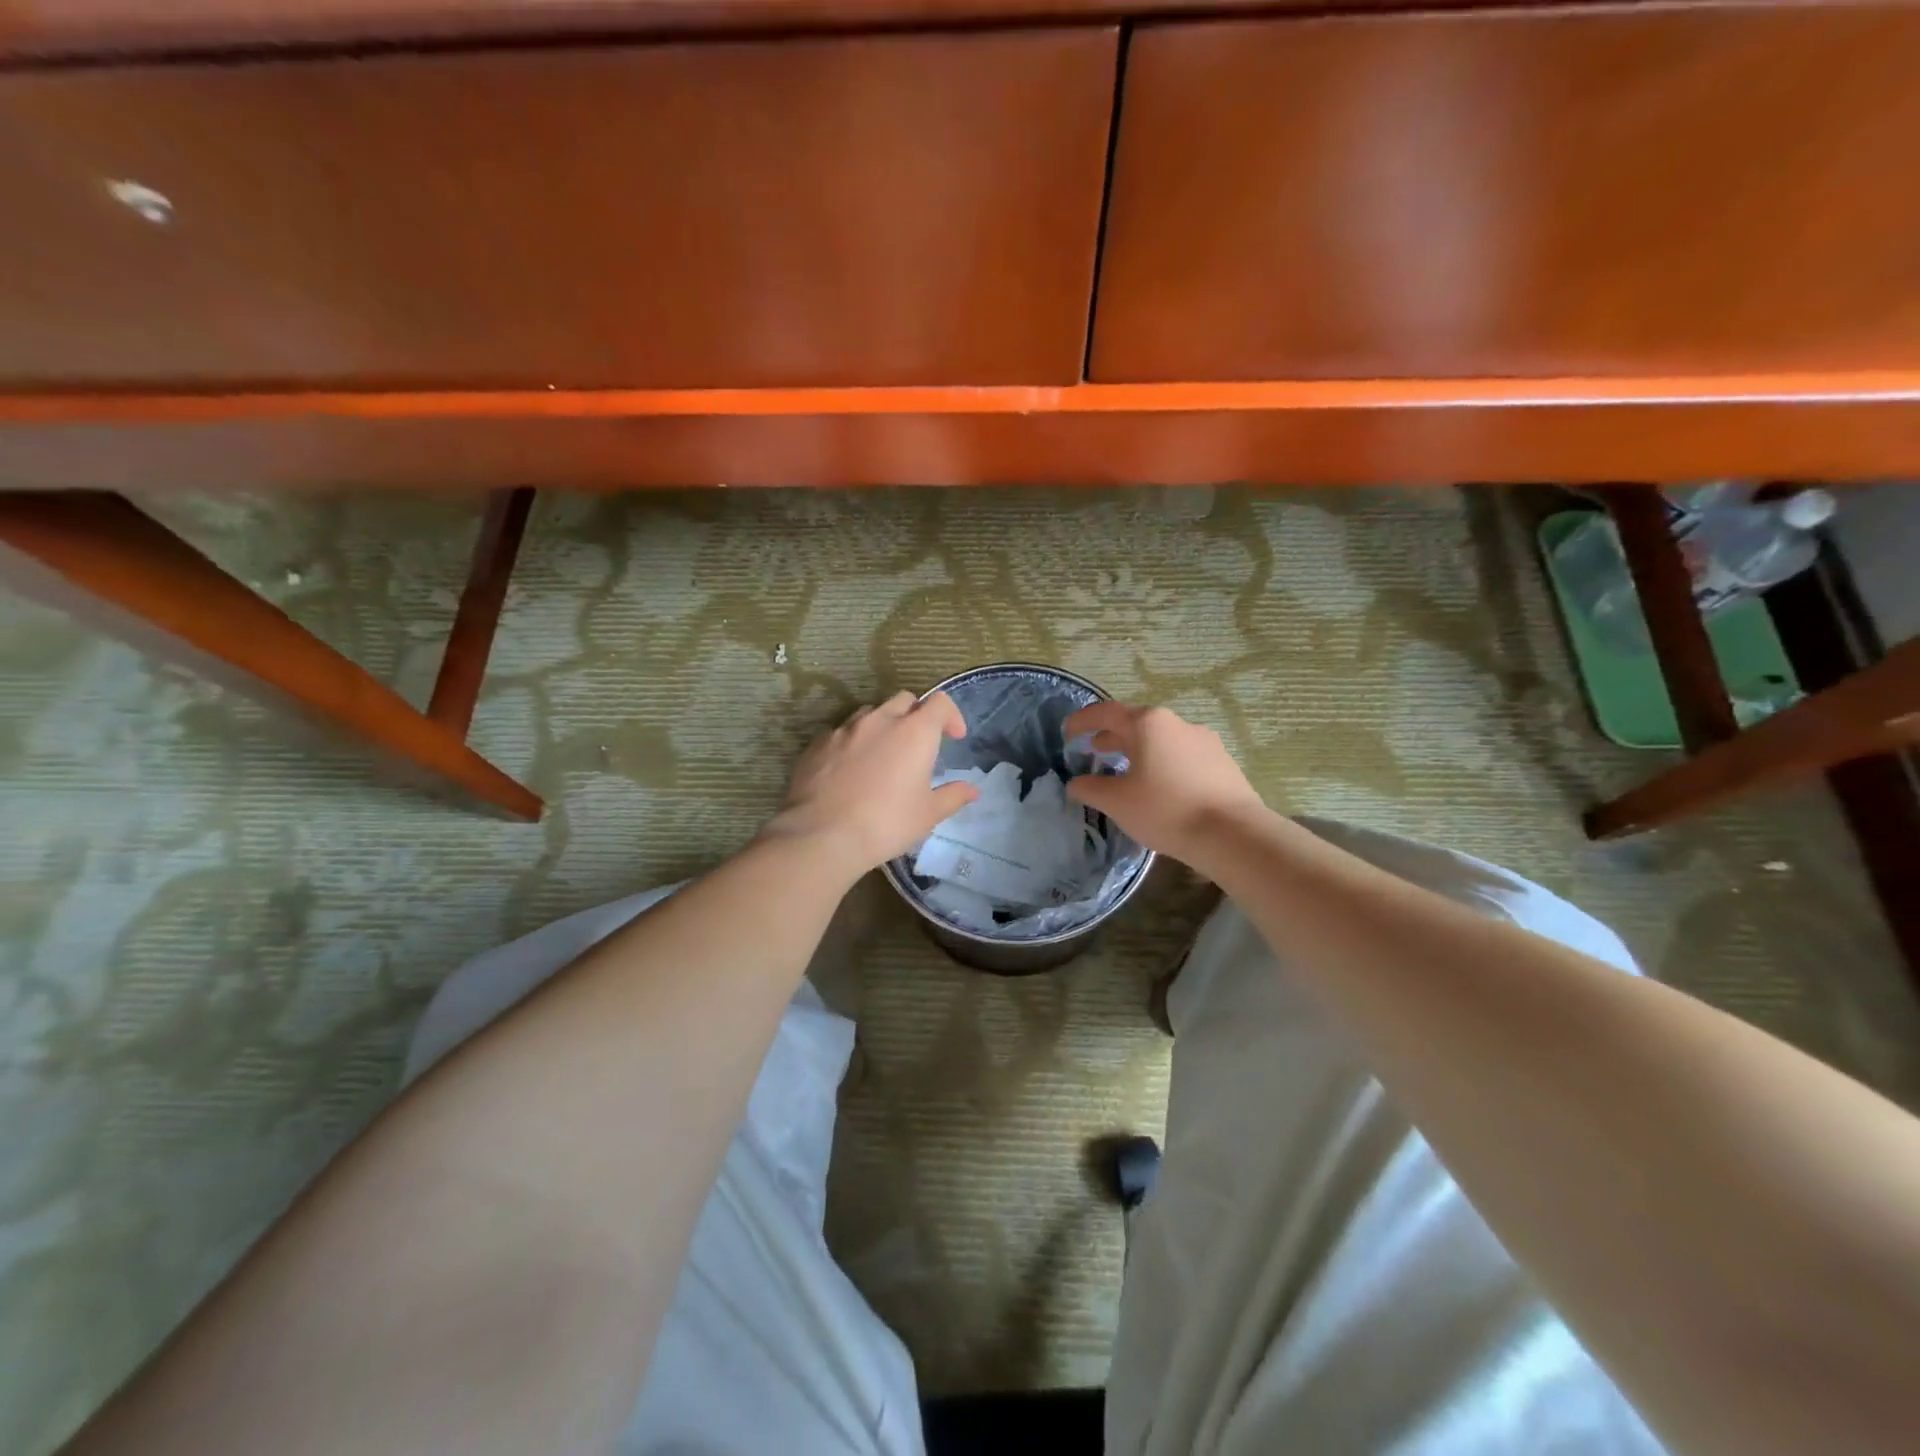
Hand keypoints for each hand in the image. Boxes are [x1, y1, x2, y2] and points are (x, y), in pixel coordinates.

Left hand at [765, 691, 978, 878]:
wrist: (821, 835)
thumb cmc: (886, 824)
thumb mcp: (928, 815)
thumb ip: (952, 796)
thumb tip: (972, 789)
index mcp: (914, 732)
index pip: (940, 702)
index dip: (951, 715)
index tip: (954, 737)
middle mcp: (880, 720)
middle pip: (904, 700)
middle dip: (916, 715)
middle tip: (918, 744)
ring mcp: (844, 729)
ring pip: (870, 713)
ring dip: (883, 725)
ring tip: (883, 755)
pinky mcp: (817, 744)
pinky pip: (841, 733)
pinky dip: (853, 743)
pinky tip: (850, 770)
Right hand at [1064, 702, 1269, 869]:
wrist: (1232, 834)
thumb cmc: (1165, 809)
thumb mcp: (1117, 801)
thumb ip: (1090, 788)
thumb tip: (1076, 783)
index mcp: (1148, 724)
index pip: (1107, 712)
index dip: (1083, 721)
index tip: (1068, 733)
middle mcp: (1177, 724)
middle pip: (1137, 724)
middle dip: (1113, 737)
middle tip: (1095, 752)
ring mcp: (1205, 742)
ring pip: (1162, 740)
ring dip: (1139, 752)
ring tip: (1126, 772)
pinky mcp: (1222, 763)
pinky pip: (1182, 757)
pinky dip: (1163, 765)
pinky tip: (1160, 788)